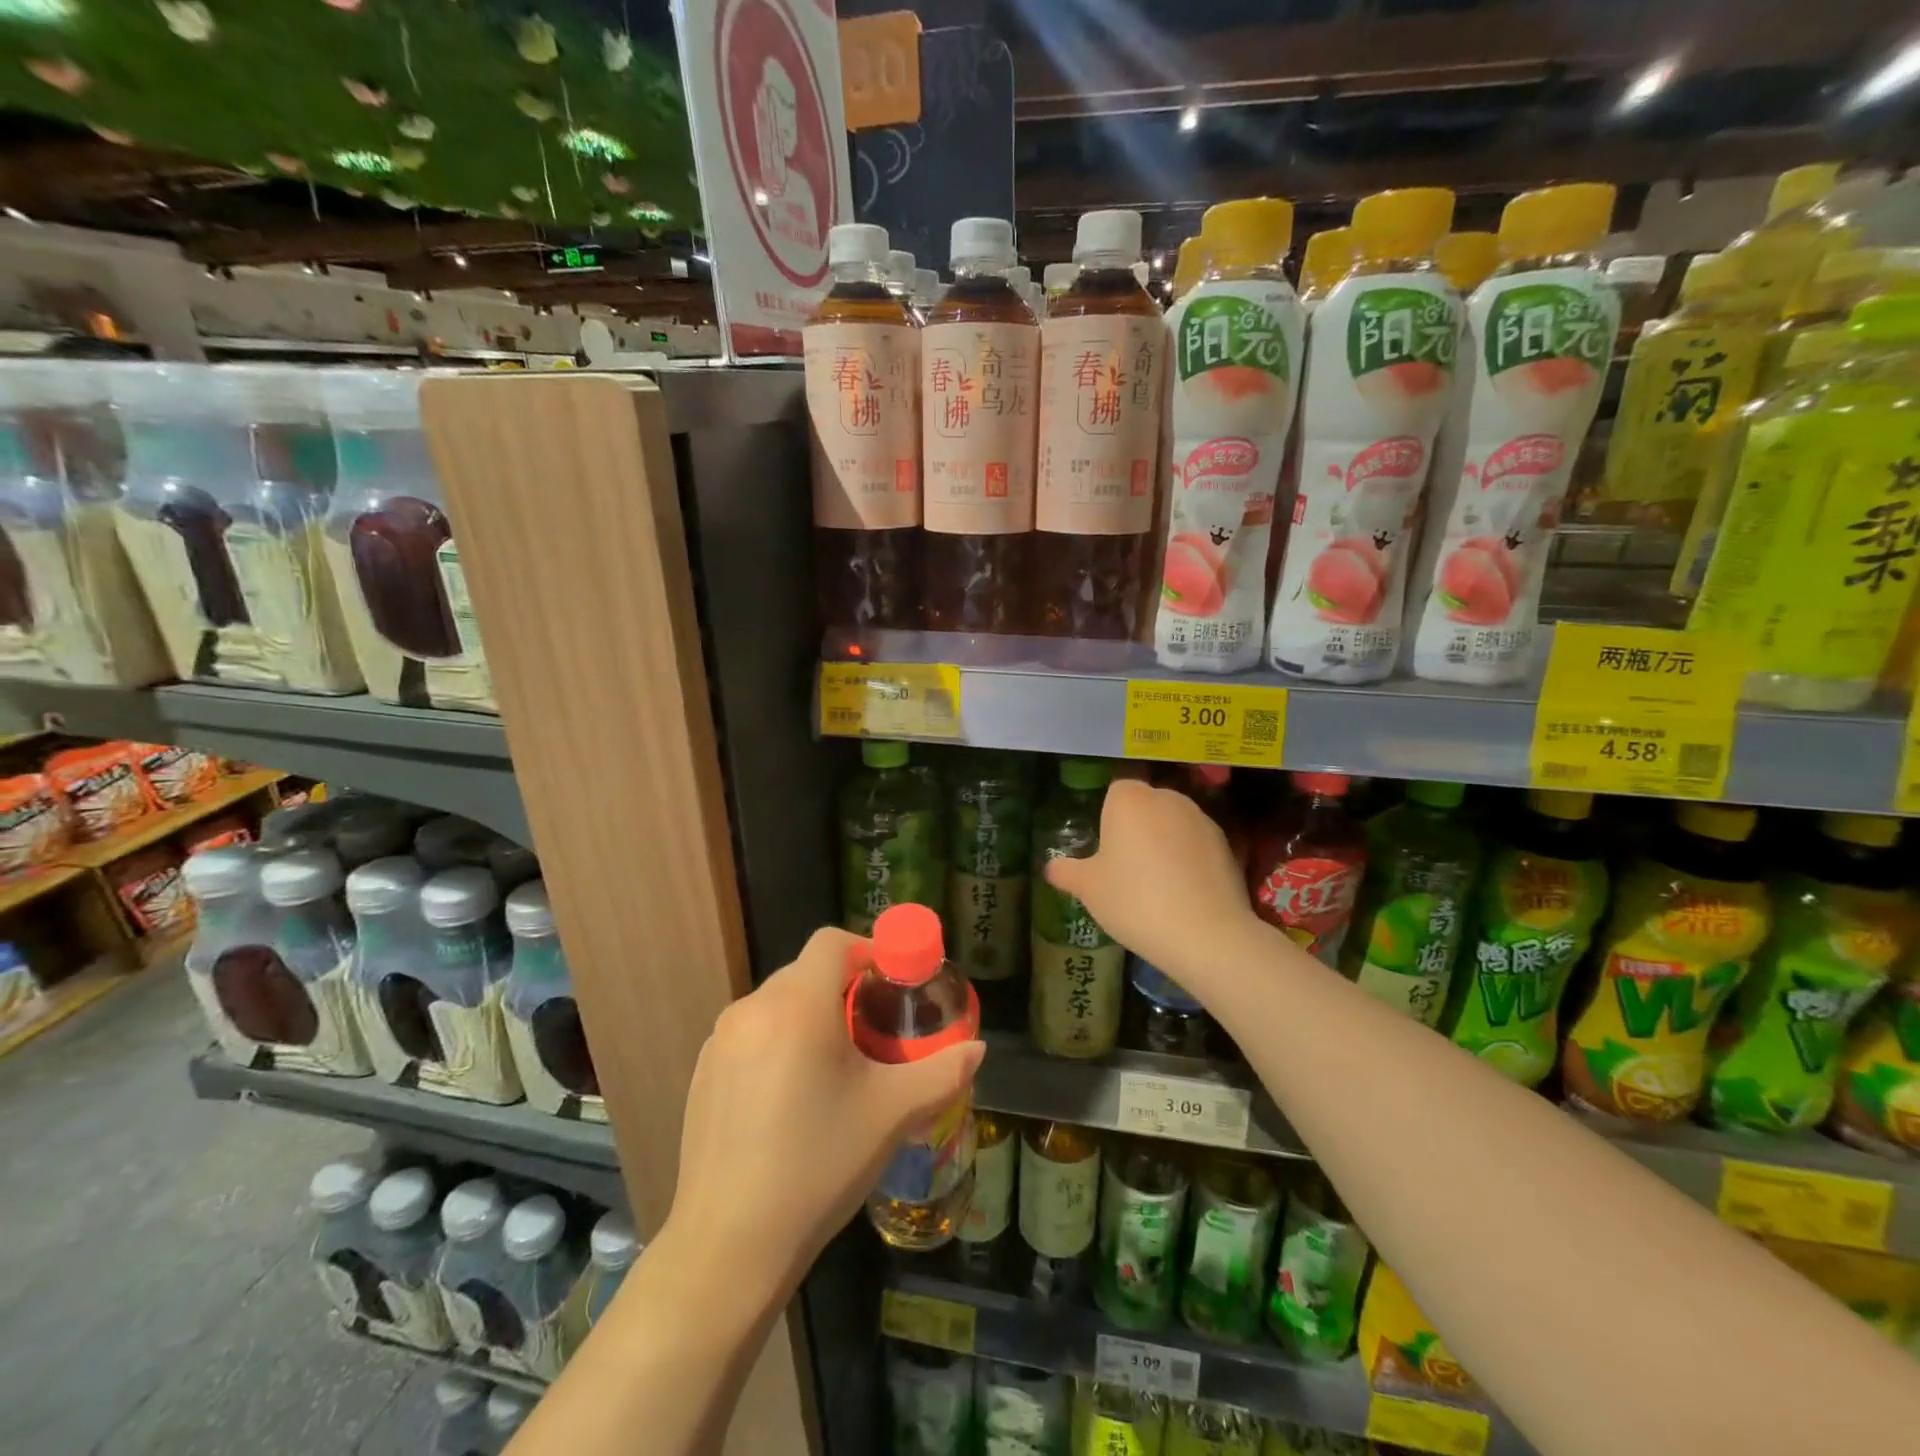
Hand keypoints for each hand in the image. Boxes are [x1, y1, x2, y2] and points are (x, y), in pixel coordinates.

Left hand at [665, 927, 984, 1301]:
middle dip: (843, 989)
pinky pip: (751, 1035)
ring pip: (777, 1004)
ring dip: (810, 1017)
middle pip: (806, 972)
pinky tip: (790, 1099)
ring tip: (835, 1069)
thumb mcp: (891, 1114)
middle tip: (873, 1032)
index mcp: (798, 1005)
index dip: (867, 950)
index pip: (832, 942)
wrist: (729, 1245)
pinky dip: (777, 1043)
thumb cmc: (818, 1164)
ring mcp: (720, 1041)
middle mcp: (752, 1008)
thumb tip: (977, 1048)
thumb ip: (941, 1072)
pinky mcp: (703, 1073)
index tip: (892, 984)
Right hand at [1043, 777, 1260, 987]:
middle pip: (1146, 804)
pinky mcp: (1227, 844)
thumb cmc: (1134, 901)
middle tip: (1126, 868)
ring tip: (1158, 883)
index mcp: (1129, 799)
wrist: (1205, 933)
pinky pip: (1197, 844)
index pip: (1115, 791)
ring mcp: (1201, 819)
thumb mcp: (1089, 889)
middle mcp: (1167, 798)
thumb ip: (1067, 872)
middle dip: (1137, 827)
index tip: (1106, 849)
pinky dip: (1190, 859)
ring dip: (1165, 842)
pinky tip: (1185, 892)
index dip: (1109, 817)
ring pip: (1173, 823)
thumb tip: (1050, 867)